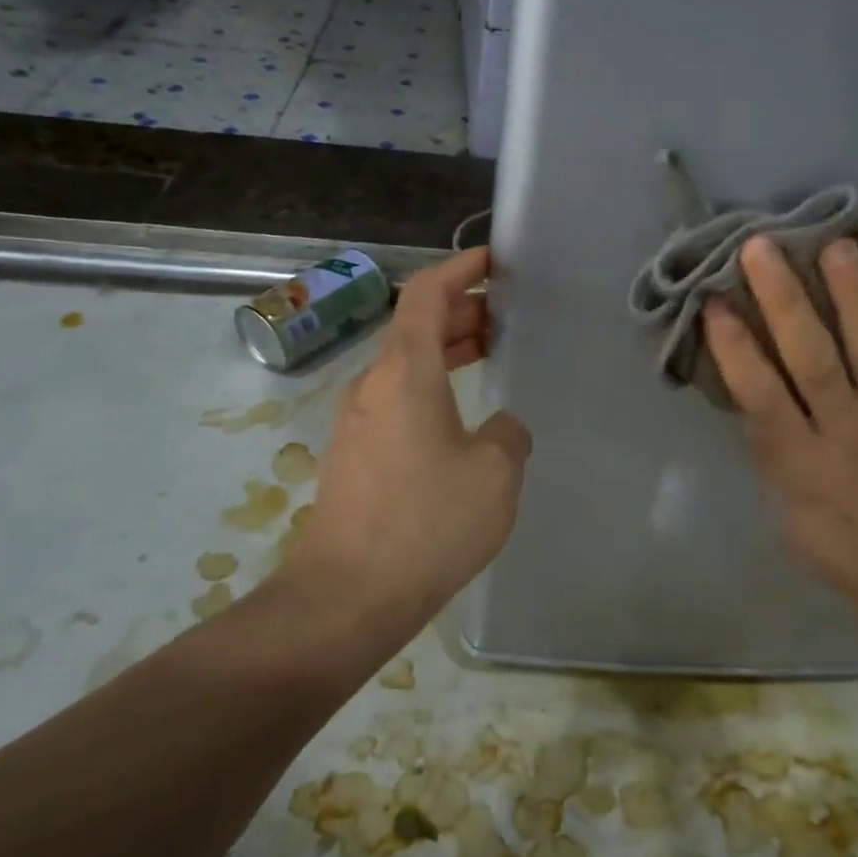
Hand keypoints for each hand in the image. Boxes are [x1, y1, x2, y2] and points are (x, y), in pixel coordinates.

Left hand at [285, 247, 532, 631]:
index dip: (458, 268)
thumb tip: (501, 429)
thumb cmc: (427, 522)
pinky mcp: (356, 455)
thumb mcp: (496, 473)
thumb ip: (509, 434)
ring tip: (491, 352)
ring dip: (447, 350)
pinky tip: (464, 416)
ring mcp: (358, 421)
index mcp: (405, 371)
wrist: (347, 596)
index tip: (492, 260)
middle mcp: (374, 384)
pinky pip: (398, 399)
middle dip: (461, 311)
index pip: (426, 293)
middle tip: (507, 313)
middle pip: (415, 326)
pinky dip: (433, 386)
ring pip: (406, 365)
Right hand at [702, 236, 857, 642]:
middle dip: (785, 301)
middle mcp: (850, 432)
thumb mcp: (786, 518)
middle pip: (815, 358)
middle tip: (760, 247)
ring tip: (834, 243)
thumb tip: (746, 394)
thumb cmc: (841, 551)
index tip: (713, 303)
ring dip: (851, 294)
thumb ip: (769, 454)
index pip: (763, 397)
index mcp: (805, 465)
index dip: (736, 349)